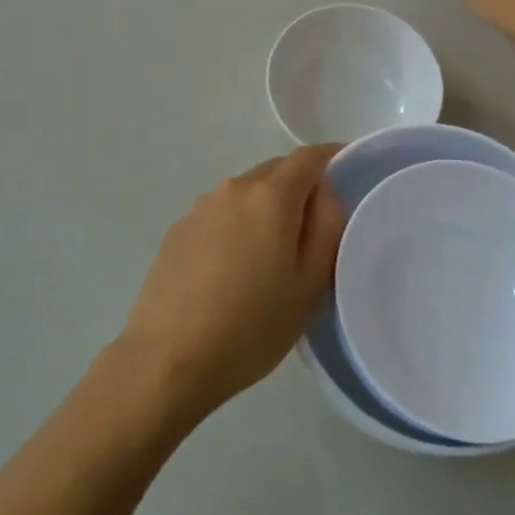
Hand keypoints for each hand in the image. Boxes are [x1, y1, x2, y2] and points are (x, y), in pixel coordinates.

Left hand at [120, 145, 345, 424]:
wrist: (168, 357)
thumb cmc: (251, 326)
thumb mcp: (308, 285)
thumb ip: (326, 227)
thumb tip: (325, 193)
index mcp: (271, 197)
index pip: (308, 157)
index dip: (331, 158)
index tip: (346, 171)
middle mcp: (234, 188)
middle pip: (275, 171)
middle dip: (298, 188)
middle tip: (311, 230)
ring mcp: (200, 206)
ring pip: (245, 193)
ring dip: (264, 209)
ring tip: (269, 256)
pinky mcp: (178, 228)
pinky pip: (219, 213)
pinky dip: (235, 226)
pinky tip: (231, 269)